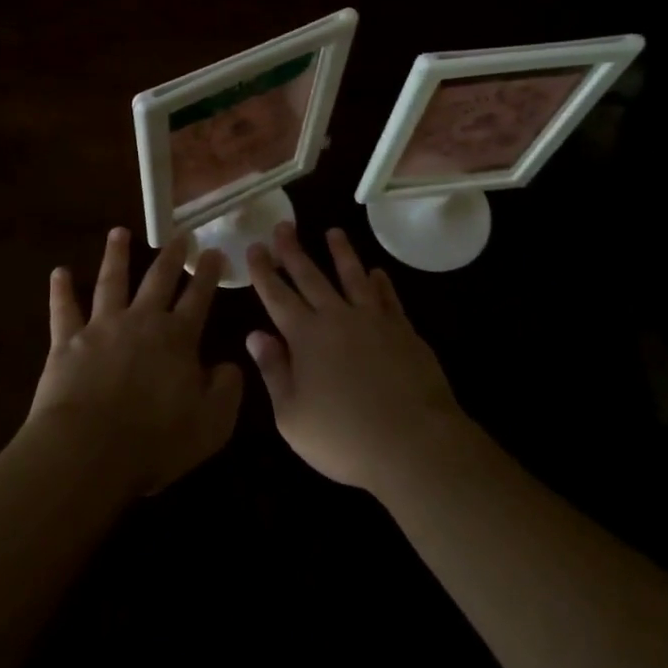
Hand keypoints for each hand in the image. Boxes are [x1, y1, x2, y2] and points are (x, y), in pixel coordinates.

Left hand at [29, 228, 243, 496]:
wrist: (88, 450)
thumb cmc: (155, 440)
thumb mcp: (212, 423)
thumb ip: (227, 390)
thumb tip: (230, 365)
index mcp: (178, 338)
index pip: (199, 297)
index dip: (208, 273)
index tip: (214, 251)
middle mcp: (142, 321)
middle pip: (159, 280)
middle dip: (171, 256)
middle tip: (179, 235)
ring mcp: (102, 327)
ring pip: (111, 282)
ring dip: (115, 255)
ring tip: (118, 232)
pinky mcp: (67, 343)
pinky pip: (64, 311)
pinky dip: (60, 291)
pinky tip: (58, 272)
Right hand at [246, 224, 467, 493]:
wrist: (412, 442)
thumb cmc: (344, 437)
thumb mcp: (292, 416)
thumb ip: (273, 371)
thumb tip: (255, 335)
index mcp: (305, 337)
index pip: (277, 295)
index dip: (263, 271)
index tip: (255, 247)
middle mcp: (337, 317)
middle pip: (310, 276)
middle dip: (293, 250)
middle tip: (284, 225)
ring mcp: (373, 319)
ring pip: (352, 276)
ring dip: (341, 252)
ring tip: (333, 232)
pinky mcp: (403, 330)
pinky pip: (387, 297)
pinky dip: (380, 282)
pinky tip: (377, 272)